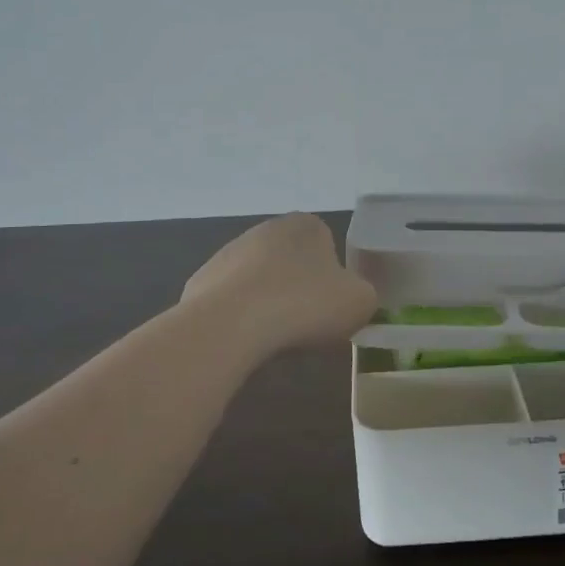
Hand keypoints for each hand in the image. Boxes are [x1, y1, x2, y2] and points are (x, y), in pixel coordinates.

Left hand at [180, 213, 377, 356]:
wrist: (231, 325)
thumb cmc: (304, 305)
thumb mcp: (360, 302)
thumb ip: (364, 294)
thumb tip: (352, 298)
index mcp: (307, 225)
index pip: (327, 244)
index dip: (334, 278)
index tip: (333, 307)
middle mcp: (266, 229)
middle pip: (292, 262)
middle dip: (299, 289)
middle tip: (308, 325)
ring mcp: (228, 253)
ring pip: (260, 281)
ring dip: (268, 303)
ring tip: (275, 339)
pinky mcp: (201, 281)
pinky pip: (230, 302)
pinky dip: (239, 318)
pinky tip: (244, 340)